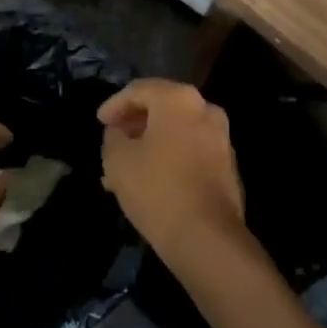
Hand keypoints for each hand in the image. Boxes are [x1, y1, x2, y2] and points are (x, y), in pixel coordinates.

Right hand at [99, 79, 245, 269]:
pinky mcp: (227, 164)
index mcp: (178, 99)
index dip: (114, 104)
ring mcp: (220, 136)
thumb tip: (118, 132)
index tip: (99, 122)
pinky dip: (170, 157)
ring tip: (125, 168)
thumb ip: (113, 137)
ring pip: (176, 132)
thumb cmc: (157, 189)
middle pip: (161, 108)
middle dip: (134, 125)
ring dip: (150, 144)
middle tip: (112, 143)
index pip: (139, 90)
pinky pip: (190, 150)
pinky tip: (150, 180)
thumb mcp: (118, 161)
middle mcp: (205, 108)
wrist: (207, 237)